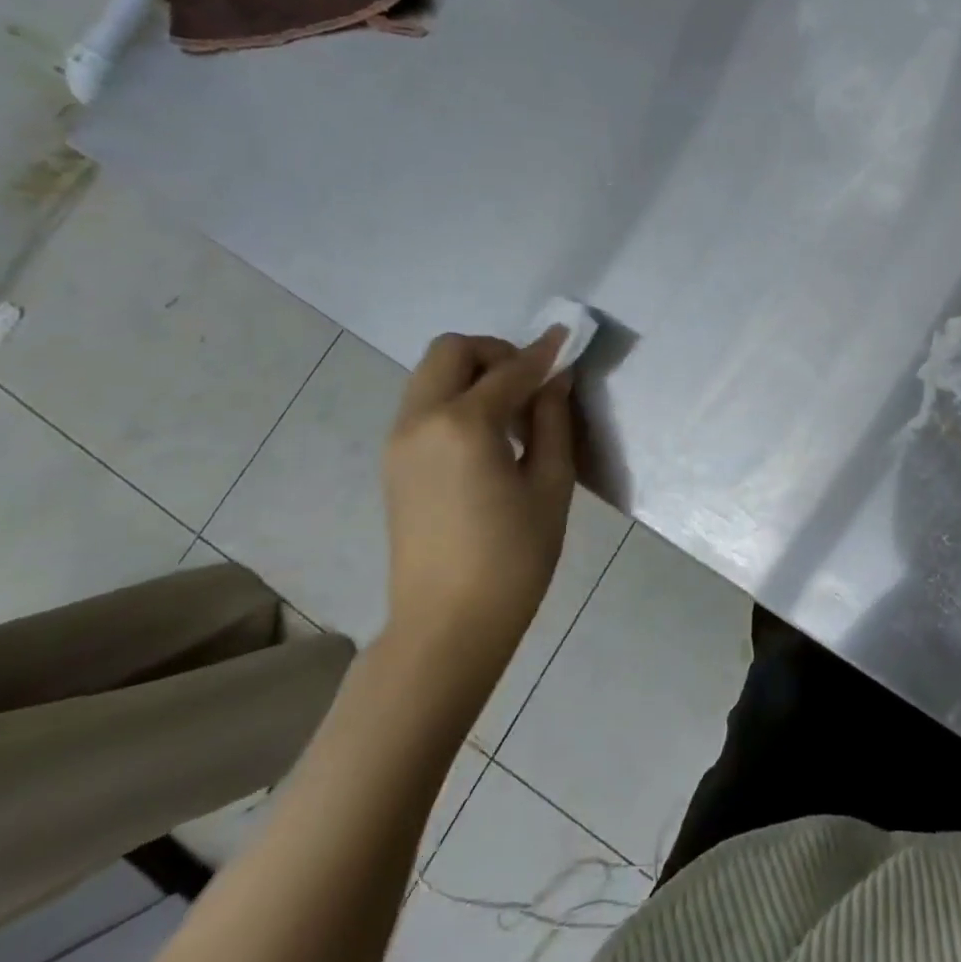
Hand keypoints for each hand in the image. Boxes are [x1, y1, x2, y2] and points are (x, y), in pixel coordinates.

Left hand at [381, 329, 575, 667]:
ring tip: (512, 413)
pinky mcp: (393, 462)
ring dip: (472, 374)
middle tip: (531, 382)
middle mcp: (421, 420)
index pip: (510, 369)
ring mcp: (399, 441)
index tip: (566, 337)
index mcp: (464, 425)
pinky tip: (486, 437)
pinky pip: (424, 405)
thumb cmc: (513, 557)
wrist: (447, 624)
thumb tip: (556, 380)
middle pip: (451, 351)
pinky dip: (455, 398)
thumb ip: (553, 421)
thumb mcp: (550, 485)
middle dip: (495, 352)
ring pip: (431, 375)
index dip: (543, 352)